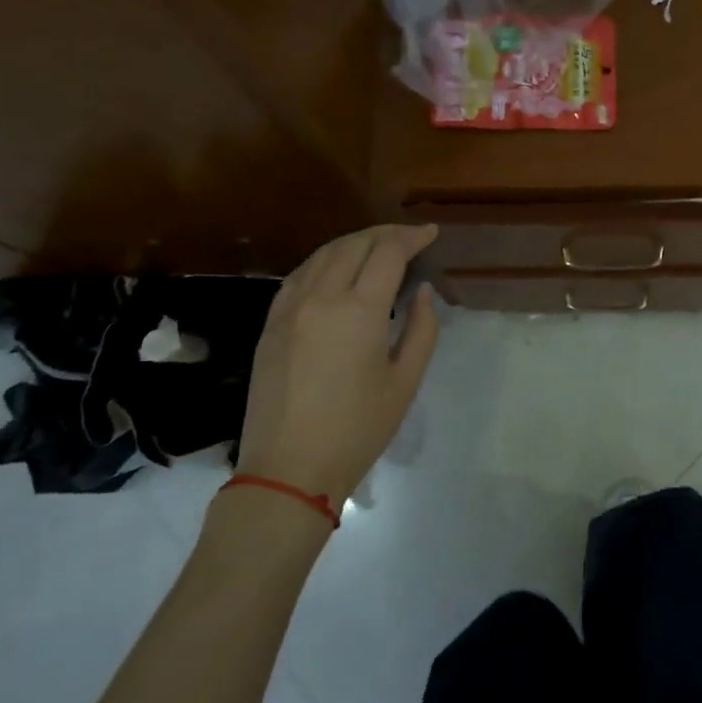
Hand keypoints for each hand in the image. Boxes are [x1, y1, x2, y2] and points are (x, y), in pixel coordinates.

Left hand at [237, 224, 439, 504]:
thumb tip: (421, 292)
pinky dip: (324, 261)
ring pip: (323, 254)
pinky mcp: (270, 324)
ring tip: (377, 247)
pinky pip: (299, 276)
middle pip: (354, 244)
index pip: (388, 252)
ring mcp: (289, 308)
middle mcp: (321, 297)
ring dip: (354, 242)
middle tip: (409, 238)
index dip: (412, 237)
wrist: (289, 469)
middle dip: (385, 234)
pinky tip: (336, 270)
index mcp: (359, 310)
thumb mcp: (405, 381)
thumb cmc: (359, 429)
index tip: (430, 233)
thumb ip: (421, 328)